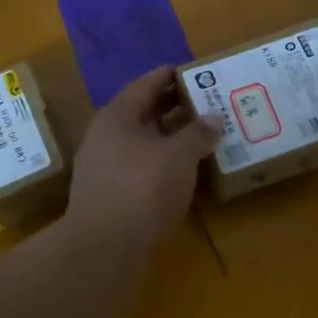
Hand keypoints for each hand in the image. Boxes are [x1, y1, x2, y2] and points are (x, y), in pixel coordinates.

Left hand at [64, 66, 221, 256]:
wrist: (104, 247)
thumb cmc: (141, 188)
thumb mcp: (178, 155)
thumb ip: (197, 134)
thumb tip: (212, 118)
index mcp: (117, 116)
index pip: (145, 84)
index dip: (170, 75)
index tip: (195, 70)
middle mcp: (106, 137)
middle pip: (143, 113)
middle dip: (174, 107)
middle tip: (206, 101)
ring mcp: (106, 167)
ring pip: (144, 142)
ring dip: (171, 137)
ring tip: (203, 135)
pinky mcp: (112, 195)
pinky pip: (142, 167)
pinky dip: (164, 163)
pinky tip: (185, 171)